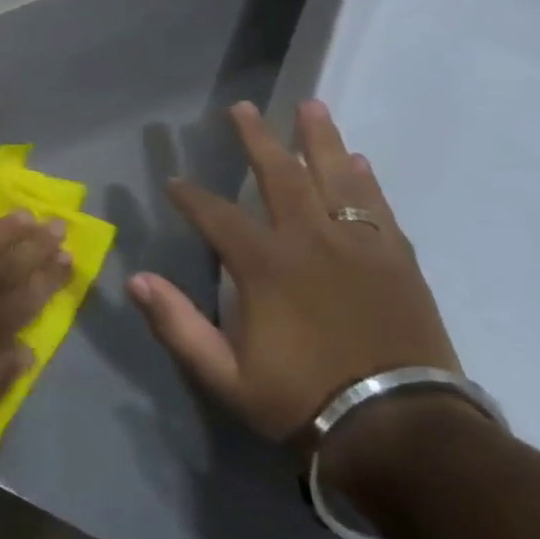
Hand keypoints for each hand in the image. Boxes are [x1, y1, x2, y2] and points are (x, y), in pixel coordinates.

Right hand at [126, 100, 460, 446]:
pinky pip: (377, 207)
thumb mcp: (225, 374)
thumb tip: (137, 279)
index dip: (190, 196)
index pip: (216, 215)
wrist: (403, 432)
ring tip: (310, 106)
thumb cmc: (303, 400)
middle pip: (280, 176)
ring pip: (336, 178)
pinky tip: (357, 161)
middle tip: (243, 107)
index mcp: (265, 266)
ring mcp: (360, 247)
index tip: (173, 182)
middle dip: (257, 139)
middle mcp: (311, 241)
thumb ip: (178, 325)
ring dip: (319, 140)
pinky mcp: (397, 261)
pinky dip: (365, 180)